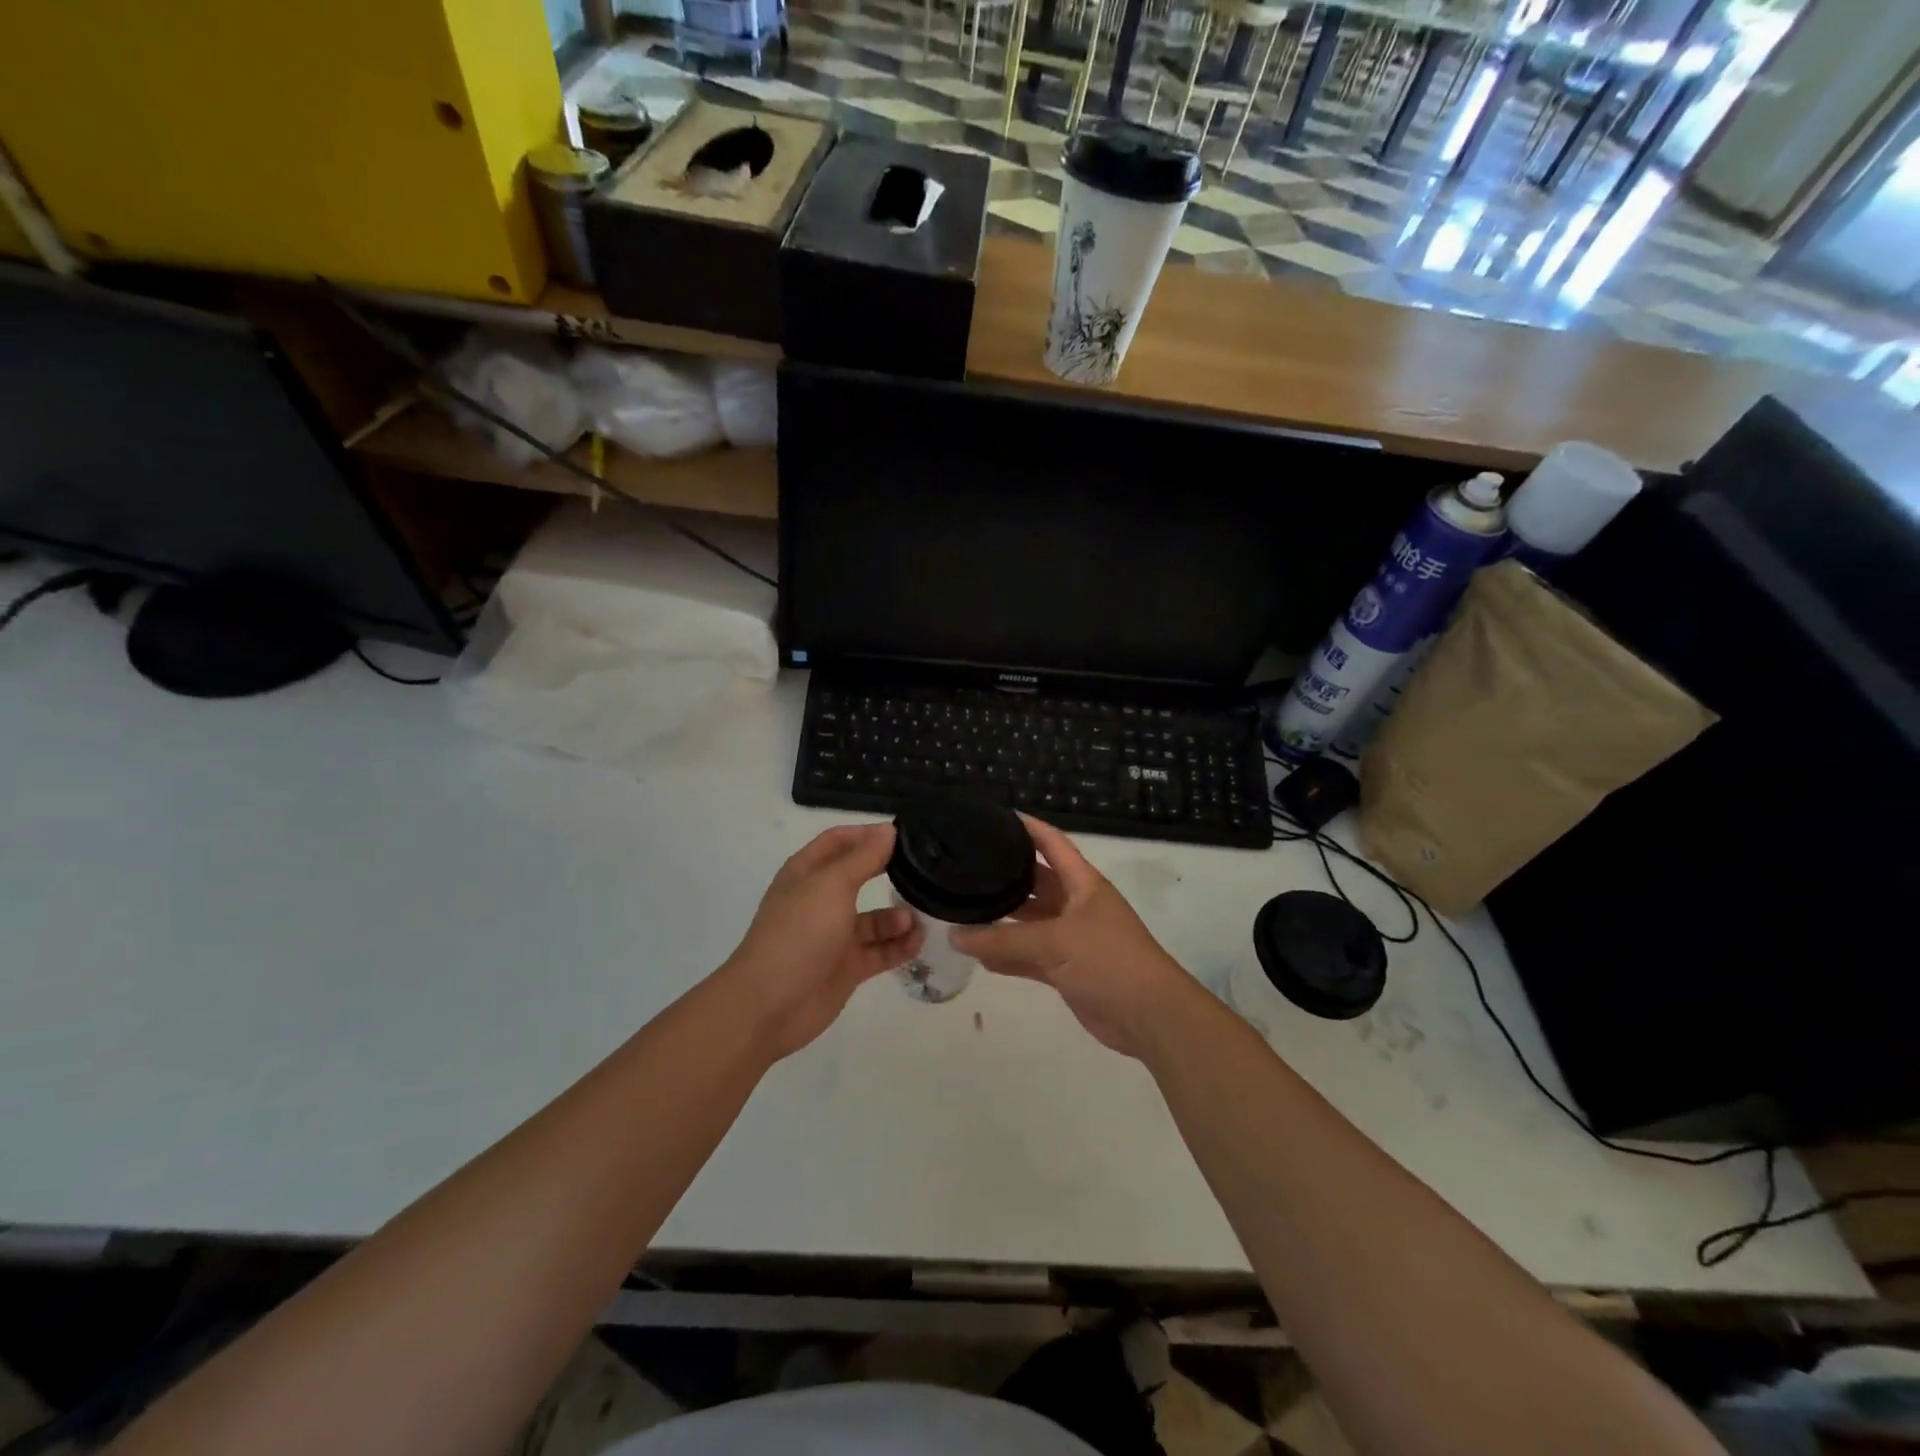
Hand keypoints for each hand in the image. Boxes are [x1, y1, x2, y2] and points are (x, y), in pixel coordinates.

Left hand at [719, 823, 923, 1059]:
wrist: (771, 1003)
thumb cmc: (799, 932)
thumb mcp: (832, 885)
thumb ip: (864, 858)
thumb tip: (888, 830)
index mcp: (807, 873)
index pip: (839, 841)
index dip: (868, 834)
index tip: (904, 834)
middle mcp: (821, 900)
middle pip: (860, 877)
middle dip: (889, 872)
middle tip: (926, 870)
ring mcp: (834, 935)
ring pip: (874, 918)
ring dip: (898, 916)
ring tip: (917, 919)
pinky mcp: (847, 966)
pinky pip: (880, 950)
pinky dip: (899, 945)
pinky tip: (918, 941)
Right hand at [950, 816, 1191, 1057]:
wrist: (1149, 1016)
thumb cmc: (1108, 961)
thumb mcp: (1054, 942)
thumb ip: (1003, 939)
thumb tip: (955, 935)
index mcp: (1083, 884)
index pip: (1053, 844)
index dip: (1029, 828)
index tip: (998, 816)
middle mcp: (1077, 906)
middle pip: (1037, 883)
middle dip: (1007, 876)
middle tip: (968, 867)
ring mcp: (1073, 939)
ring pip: (1031, 923)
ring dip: (1004, 920)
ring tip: (964, 910)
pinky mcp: (1068, 970)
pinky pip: (1031, 956)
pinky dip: (1009, 956)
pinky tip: (979, 955)